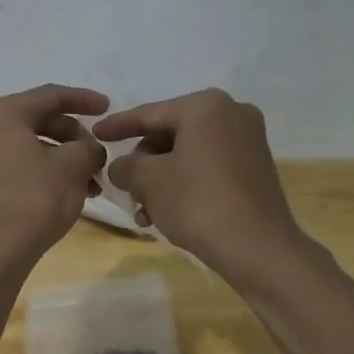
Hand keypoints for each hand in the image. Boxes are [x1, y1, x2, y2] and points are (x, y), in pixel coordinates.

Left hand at [0, 84, 109, 267]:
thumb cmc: (35, 198)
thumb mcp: (74, 166)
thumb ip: (89, 147)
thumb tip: (90, 150)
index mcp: (3, 113)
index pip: (51, 95)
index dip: (84, 99)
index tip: (109, 107)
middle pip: (41, 119)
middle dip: (76, 136)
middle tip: (100, 155)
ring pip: (34, 144)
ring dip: (66, 158)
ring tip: (93, 182)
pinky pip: (22, 163)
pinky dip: (48, 171)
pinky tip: (73, 192)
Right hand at [94, 89, 303, 280]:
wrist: (257, 247)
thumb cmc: (197, 203)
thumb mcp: (148, 181)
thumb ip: (124, 166)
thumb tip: (121, 167)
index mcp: (205, 106)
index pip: (149, 114)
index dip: (117, 126)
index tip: (95, 133)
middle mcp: (232, 112)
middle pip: (170, 134)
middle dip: (143, 163)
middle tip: (125, 187)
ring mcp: (248, 140)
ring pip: (188, 154)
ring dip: (161, 180)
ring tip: (144, 212)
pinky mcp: (256, 167)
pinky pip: (208, 167)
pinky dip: (185, 184)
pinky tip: (168, 213)